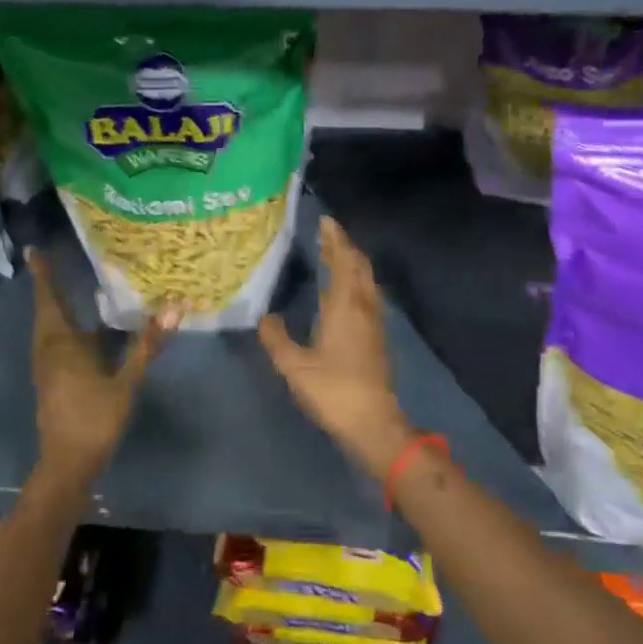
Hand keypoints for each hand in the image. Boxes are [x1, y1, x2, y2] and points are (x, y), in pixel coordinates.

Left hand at [29, 248, 177, 485]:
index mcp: (61, 345)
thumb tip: (174, 309)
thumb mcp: (126, 382)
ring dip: (51, 306)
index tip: (33, 251)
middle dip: (47, 286)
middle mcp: (48, 351)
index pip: (50, 300)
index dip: (43, 276)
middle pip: (45, 311)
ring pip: (46, 328)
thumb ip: (147, 345)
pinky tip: (76, 329)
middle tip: (49, 262)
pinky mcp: (50, 380)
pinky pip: (51, 342)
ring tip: (60, 287)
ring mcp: (46, 367)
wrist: (67, 464)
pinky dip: (58, 326)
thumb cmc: (95, 420)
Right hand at [259, 216, 412, 478]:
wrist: (373, 423)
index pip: (342, 261)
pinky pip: (368, 295)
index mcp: (344, 306)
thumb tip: (264, 318)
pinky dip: (357, 281)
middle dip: (346, 246)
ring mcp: (374, 322)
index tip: (326, 220)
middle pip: (360, 266)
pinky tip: (346, 292)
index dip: (335, 239)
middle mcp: (363, 306)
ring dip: (353, 263)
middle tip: (328, 234)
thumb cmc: (333, 390)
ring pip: (367, 280)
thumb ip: (277, 339)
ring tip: (336, 256)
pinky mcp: (378, 338)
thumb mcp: (294, 366)